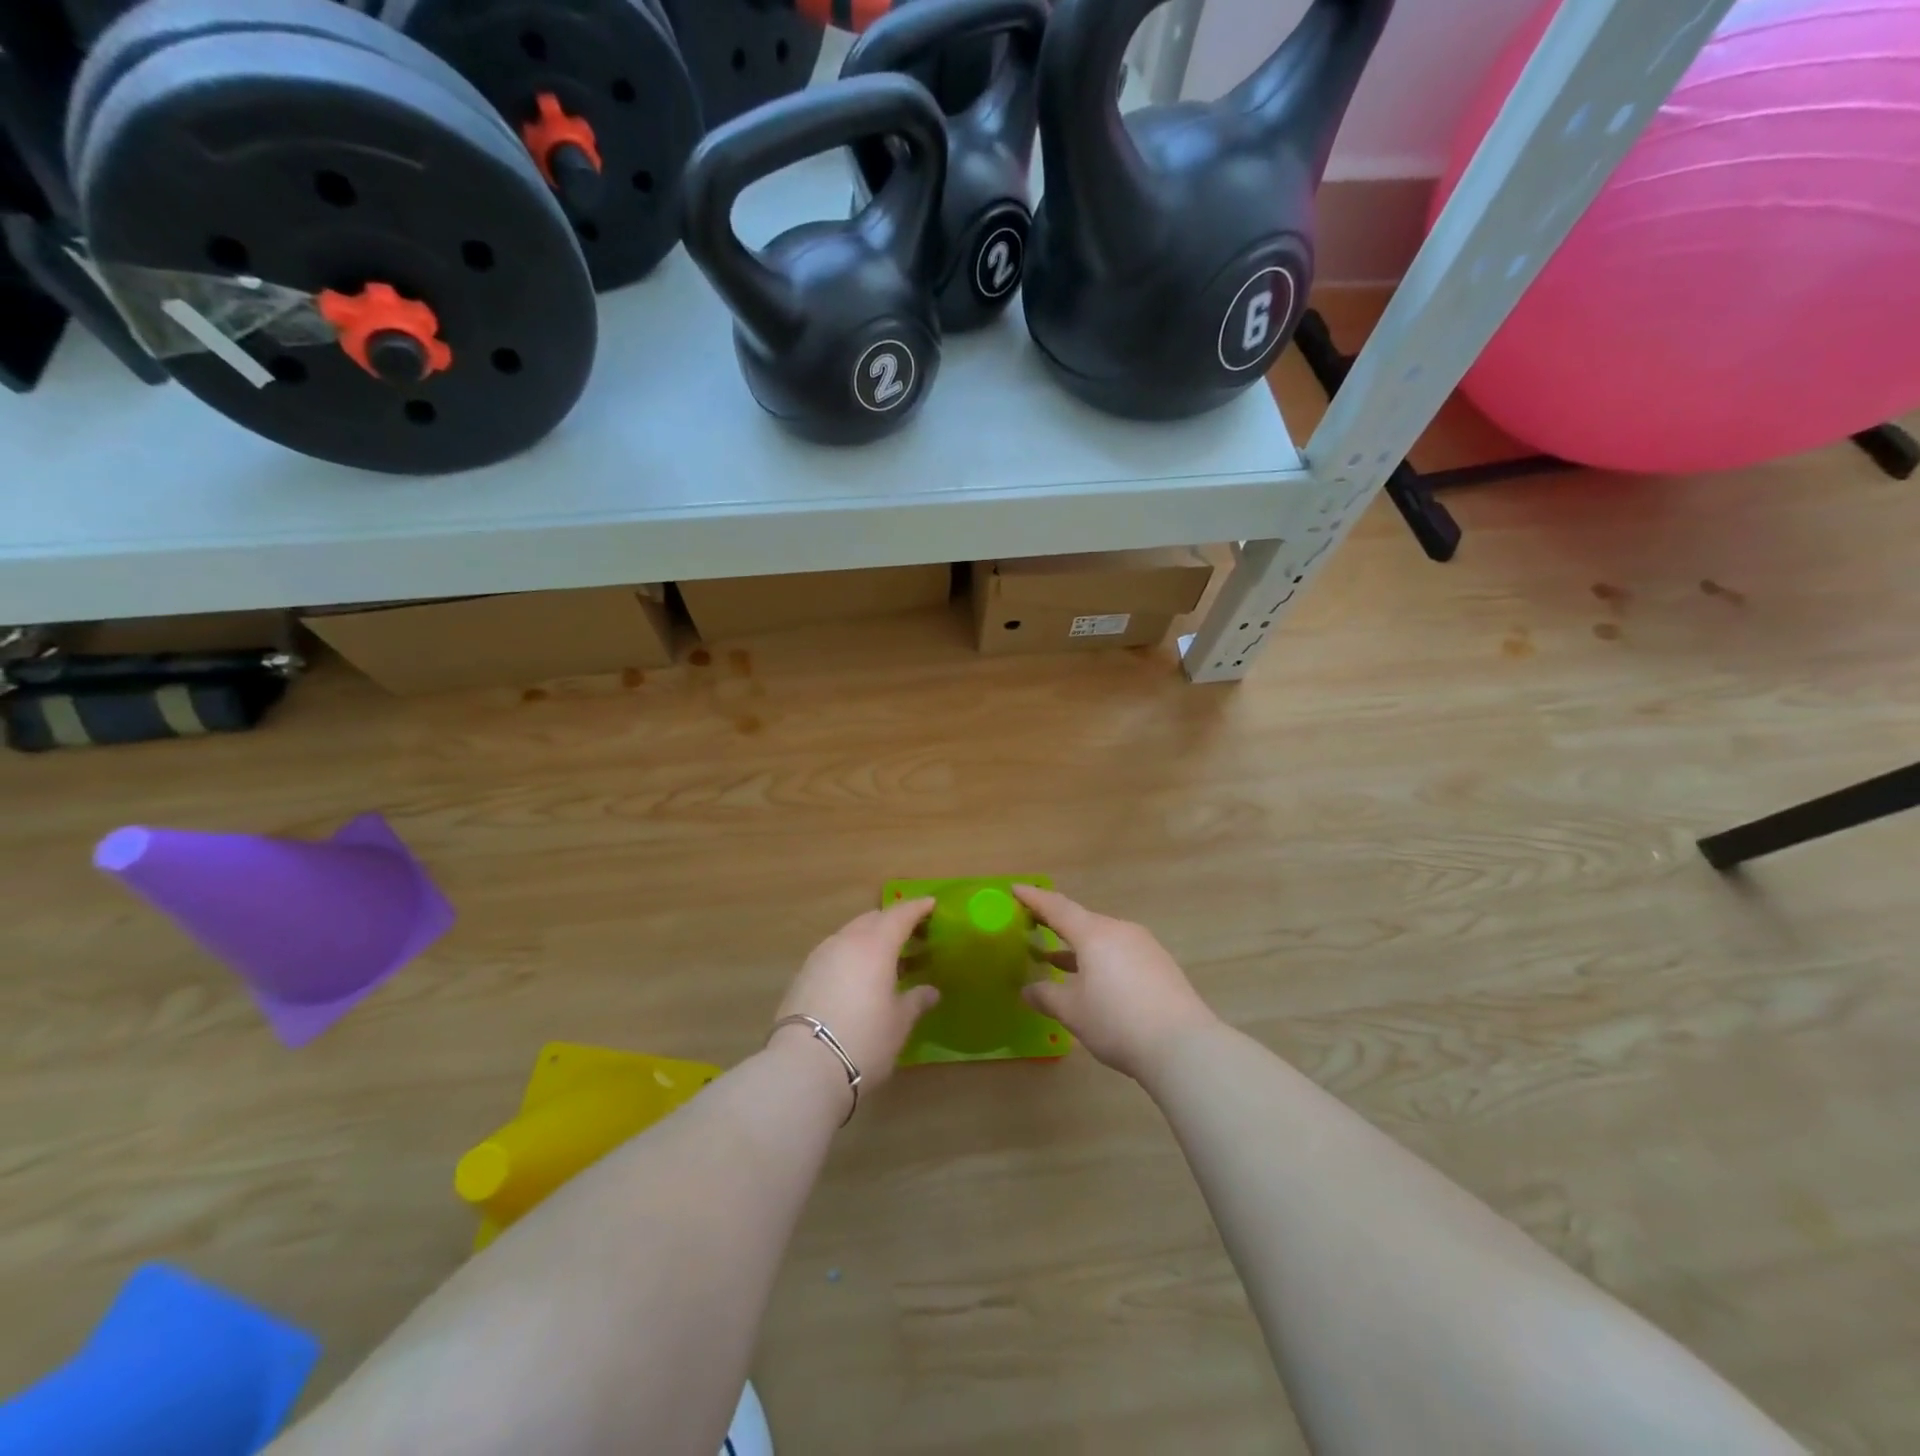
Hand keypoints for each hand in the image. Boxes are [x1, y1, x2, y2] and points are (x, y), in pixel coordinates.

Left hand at [774, 898, 940, 1094]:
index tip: (931, 904)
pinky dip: (850, 956)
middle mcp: (846, 941)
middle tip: (911, 934)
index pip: (900, 915)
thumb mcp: (899, 1023)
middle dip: (892, 922)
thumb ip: (916, 1001)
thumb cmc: (864, 1039)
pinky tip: (857, 978)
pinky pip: (834, 953)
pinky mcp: (802, 975)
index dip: (917, 908)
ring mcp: (820, 956)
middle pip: (872, 919)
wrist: (803, 1066)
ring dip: (869, 939)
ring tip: (885, 959)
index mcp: (875, 945)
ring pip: (850, 935)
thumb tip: (931, 991)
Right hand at [1015, 885, 1220, 1081]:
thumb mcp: (1073, 1011)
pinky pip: (1120, 953)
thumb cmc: (1118, 1021)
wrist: (1183, 1046)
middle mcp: (1120, 931)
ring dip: (1078, 947)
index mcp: (1094, 933)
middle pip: (1082, 921)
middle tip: (1033, 925)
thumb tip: (1028, 989)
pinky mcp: (1160, 966)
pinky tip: (1094, 981)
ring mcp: (1144, 947)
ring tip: (1056, 959)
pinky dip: (1100, 960)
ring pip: (1103, 939)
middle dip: (1056, 924)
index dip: (1034, 898)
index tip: (1015, 889)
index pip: (1057, 907)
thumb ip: (1046, 996)